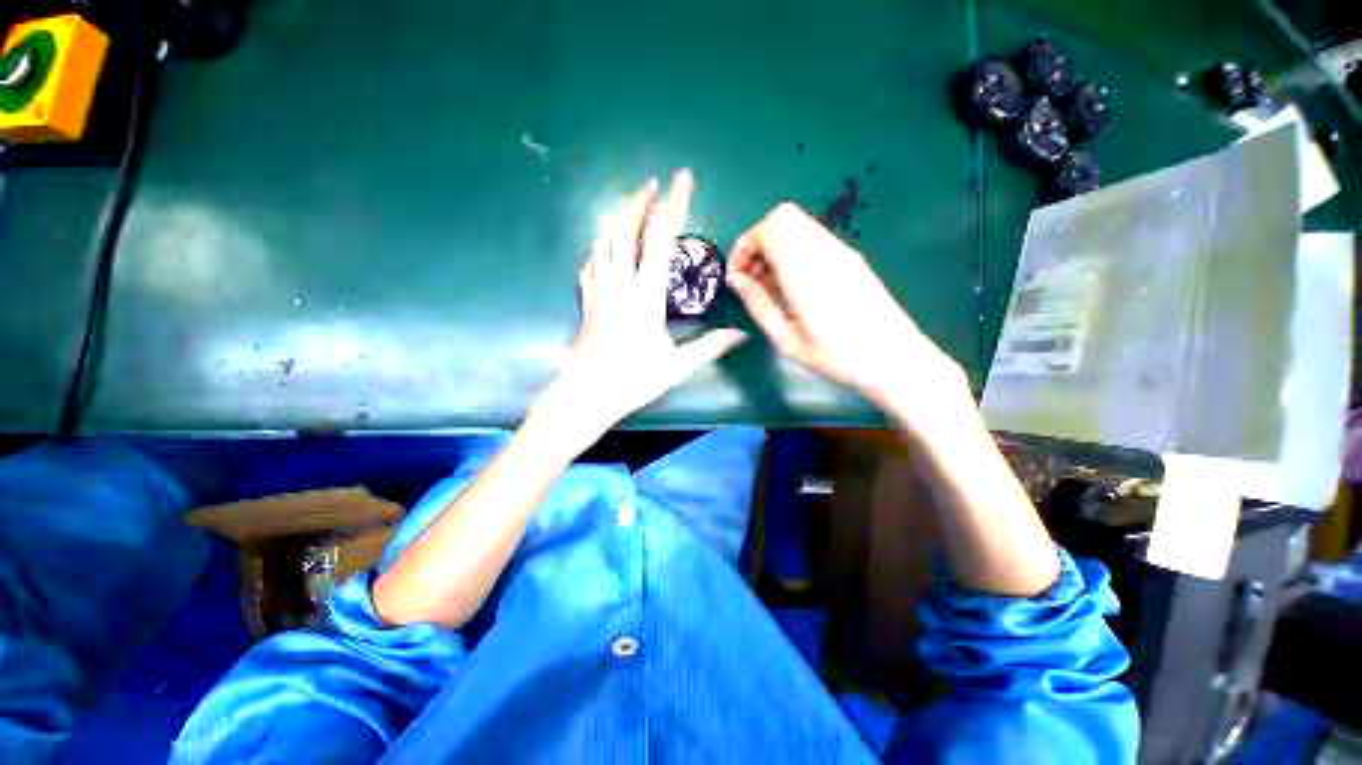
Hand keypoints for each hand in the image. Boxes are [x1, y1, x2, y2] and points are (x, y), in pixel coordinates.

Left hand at [536, 171, 745, 439]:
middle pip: (626, 231)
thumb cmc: (632, 381)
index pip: (662, 239)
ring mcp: (598, 292)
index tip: (683, 178)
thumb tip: (742, 335)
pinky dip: (599, 248)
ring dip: (618, 219)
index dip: (674, 205)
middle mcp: (619, 284)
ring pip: (604, 243)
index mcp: (645, 295)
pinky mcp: (586, 303)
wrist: (585, 396)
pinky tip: (603, 249)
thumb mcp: (677, 367)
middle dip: (640, 202)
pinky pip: (590, 265)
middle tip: (652, 183)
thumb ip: (710, 346)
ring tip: (631, 209)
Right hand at [726, 203, 964, 412]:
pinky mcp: (850, 258)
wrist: (895, 358)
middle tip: (752, 279)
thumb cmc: (837, 356)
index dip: (745, 246)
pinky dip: (793, 252)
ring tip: (771, 286)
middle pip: (783, 217)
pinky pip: (812, 239)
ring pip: (798, 226)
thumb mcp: (787, 339)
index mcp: (807, 270)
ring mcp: (841, 251)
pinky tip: (794, 286)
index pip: (770, 228)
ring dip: (775, 247)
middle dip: (758, 242)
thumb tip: (735, 279)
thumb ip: (758, 304)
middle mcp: (825, 250)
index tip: (737, 277)